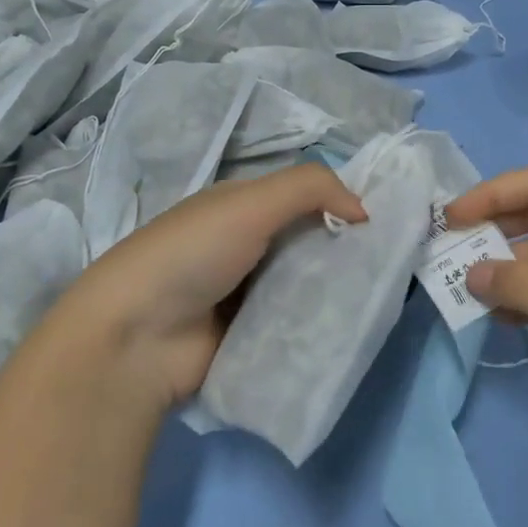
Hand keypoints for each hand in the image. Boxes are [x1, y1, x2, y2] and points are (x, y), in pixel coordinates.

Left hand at [11, 164, 366, 417]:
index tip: (385, 221)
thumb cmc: (191, 255)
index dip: (341, 204)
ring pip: (307, 286)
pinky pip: (297, 326)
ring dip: (337, 290)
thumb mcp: (250, 202)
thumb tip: (365, 211)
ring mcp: (247, 296)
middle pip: (309, 244)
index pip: (303, 199)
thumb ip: (311, 188)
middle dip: (346, 250)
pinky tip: (353, 327)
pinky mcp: (252, 338)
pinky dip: (320, 325)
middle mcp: (246, 248)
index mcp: (241, 209)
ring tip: (381, 296)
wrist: (136, 338)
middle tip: (391, 263)